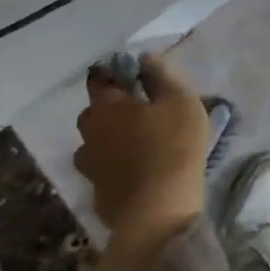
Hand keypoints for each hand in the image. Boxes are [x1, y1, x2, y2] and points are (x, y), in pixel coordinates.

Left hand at [74, 55, 209, 238]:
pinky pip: (103, 172)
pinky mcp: (98, 196)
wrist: (159, 213)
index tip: (132, 74)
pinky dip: (114, 167)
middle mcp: (91, 135)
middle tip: (137, 109)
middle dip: (110, 108)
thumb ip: (160, 75)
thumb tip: (143, 58)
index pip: (99, 80)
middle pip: (92, 114)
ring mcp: (91, 168)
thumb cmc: (173, 145)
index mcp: (107, 107)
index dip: (113, 74)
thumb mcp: (179, 100)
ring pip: (93, 145)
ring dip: (108, 140)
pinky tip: (134, 171)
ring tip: (134, 142)